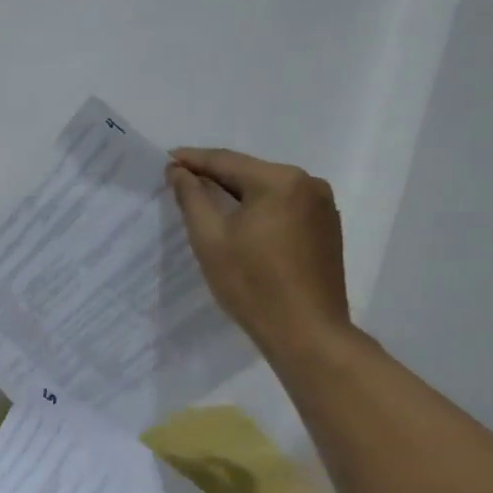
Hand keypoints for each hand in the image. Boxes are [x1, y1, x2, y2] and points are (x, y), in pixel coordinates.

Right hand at [167, 148, 351, 359]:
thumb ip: (192, 197)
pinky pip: (284, 206)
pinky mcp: (327, 228)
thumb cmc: (252, 284)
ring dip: (236, 192)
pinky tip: (239, 220)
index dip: (192, 160)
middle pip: (249, 172)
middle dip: (214, 175)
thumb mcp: (209, 238)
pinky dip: (258, 208)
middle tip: (180, 179)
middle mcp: (308, 184)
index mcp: (280, 181)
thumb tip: (178, 170)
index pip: (226, 161)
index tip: (166, 159)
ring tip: (204, 198)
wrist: (307, 333)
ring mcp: (323, 206)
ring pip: (267, 189)